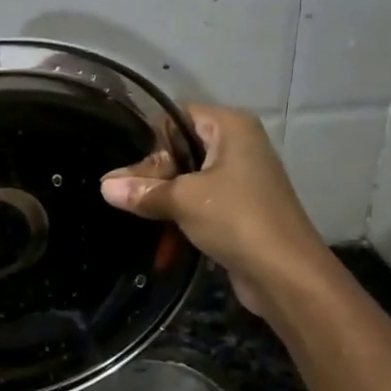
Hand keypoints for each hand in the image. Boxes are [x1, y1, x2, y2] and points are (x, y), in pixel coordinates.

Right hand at [100, 104, 326, 318]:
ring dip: (163, 193)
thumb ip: (142, 191)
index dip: (150, 139)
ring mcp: (241, 177)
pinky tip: (156, 225)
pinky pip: (199, 199)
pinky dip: (179, 210)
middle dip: (152, 171)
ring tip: (132, 208)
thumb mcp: (182, 200)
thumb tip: (104, 186)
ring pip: (188, 176)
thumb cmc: (236, 219)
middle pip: (180, 146)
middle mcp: (238, 144)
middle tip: (124, 193)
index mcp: (230, 126)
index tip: (126, 166)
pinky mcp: (239, 207)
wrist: (285, 274)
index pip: (176, 116)